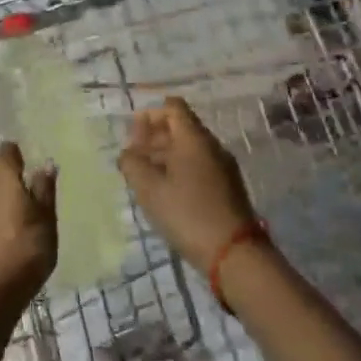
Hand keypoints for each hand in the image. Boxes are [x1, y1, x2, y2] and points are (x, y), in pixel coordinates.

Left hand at [0, 142, 57, 310]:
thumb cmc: (28, 245)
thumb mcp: (46, 216)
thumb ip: (44, 187)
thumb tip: (46, 163)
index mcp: (2, 174)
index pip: (7, 149)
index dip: (20, 152)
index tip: (33, 157)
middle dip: (9, 169)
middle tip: (30, 178)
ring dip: (1, 188)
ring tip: (22, 198)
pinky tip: (10, 217)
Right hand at [117, 98, 257, 274]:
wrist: (233, 252)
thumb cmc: (187, 213)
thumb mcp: (149, 189)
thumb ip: (132, 164)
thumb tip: (127, 153)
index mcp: (194, 138)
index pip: (172, 107)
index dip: (150, 115)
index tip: (132, 136)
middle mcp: (212, 145)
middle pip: (181, 127)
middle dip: (155, 137)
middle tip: (134, 158)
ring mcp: (223, 166)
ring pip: (190, 148)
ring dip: (166, 155)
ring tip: (146, 177)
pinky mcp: (228, 186)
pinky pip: (200, 165)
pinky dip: (180, 169)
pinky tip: (167, 192)